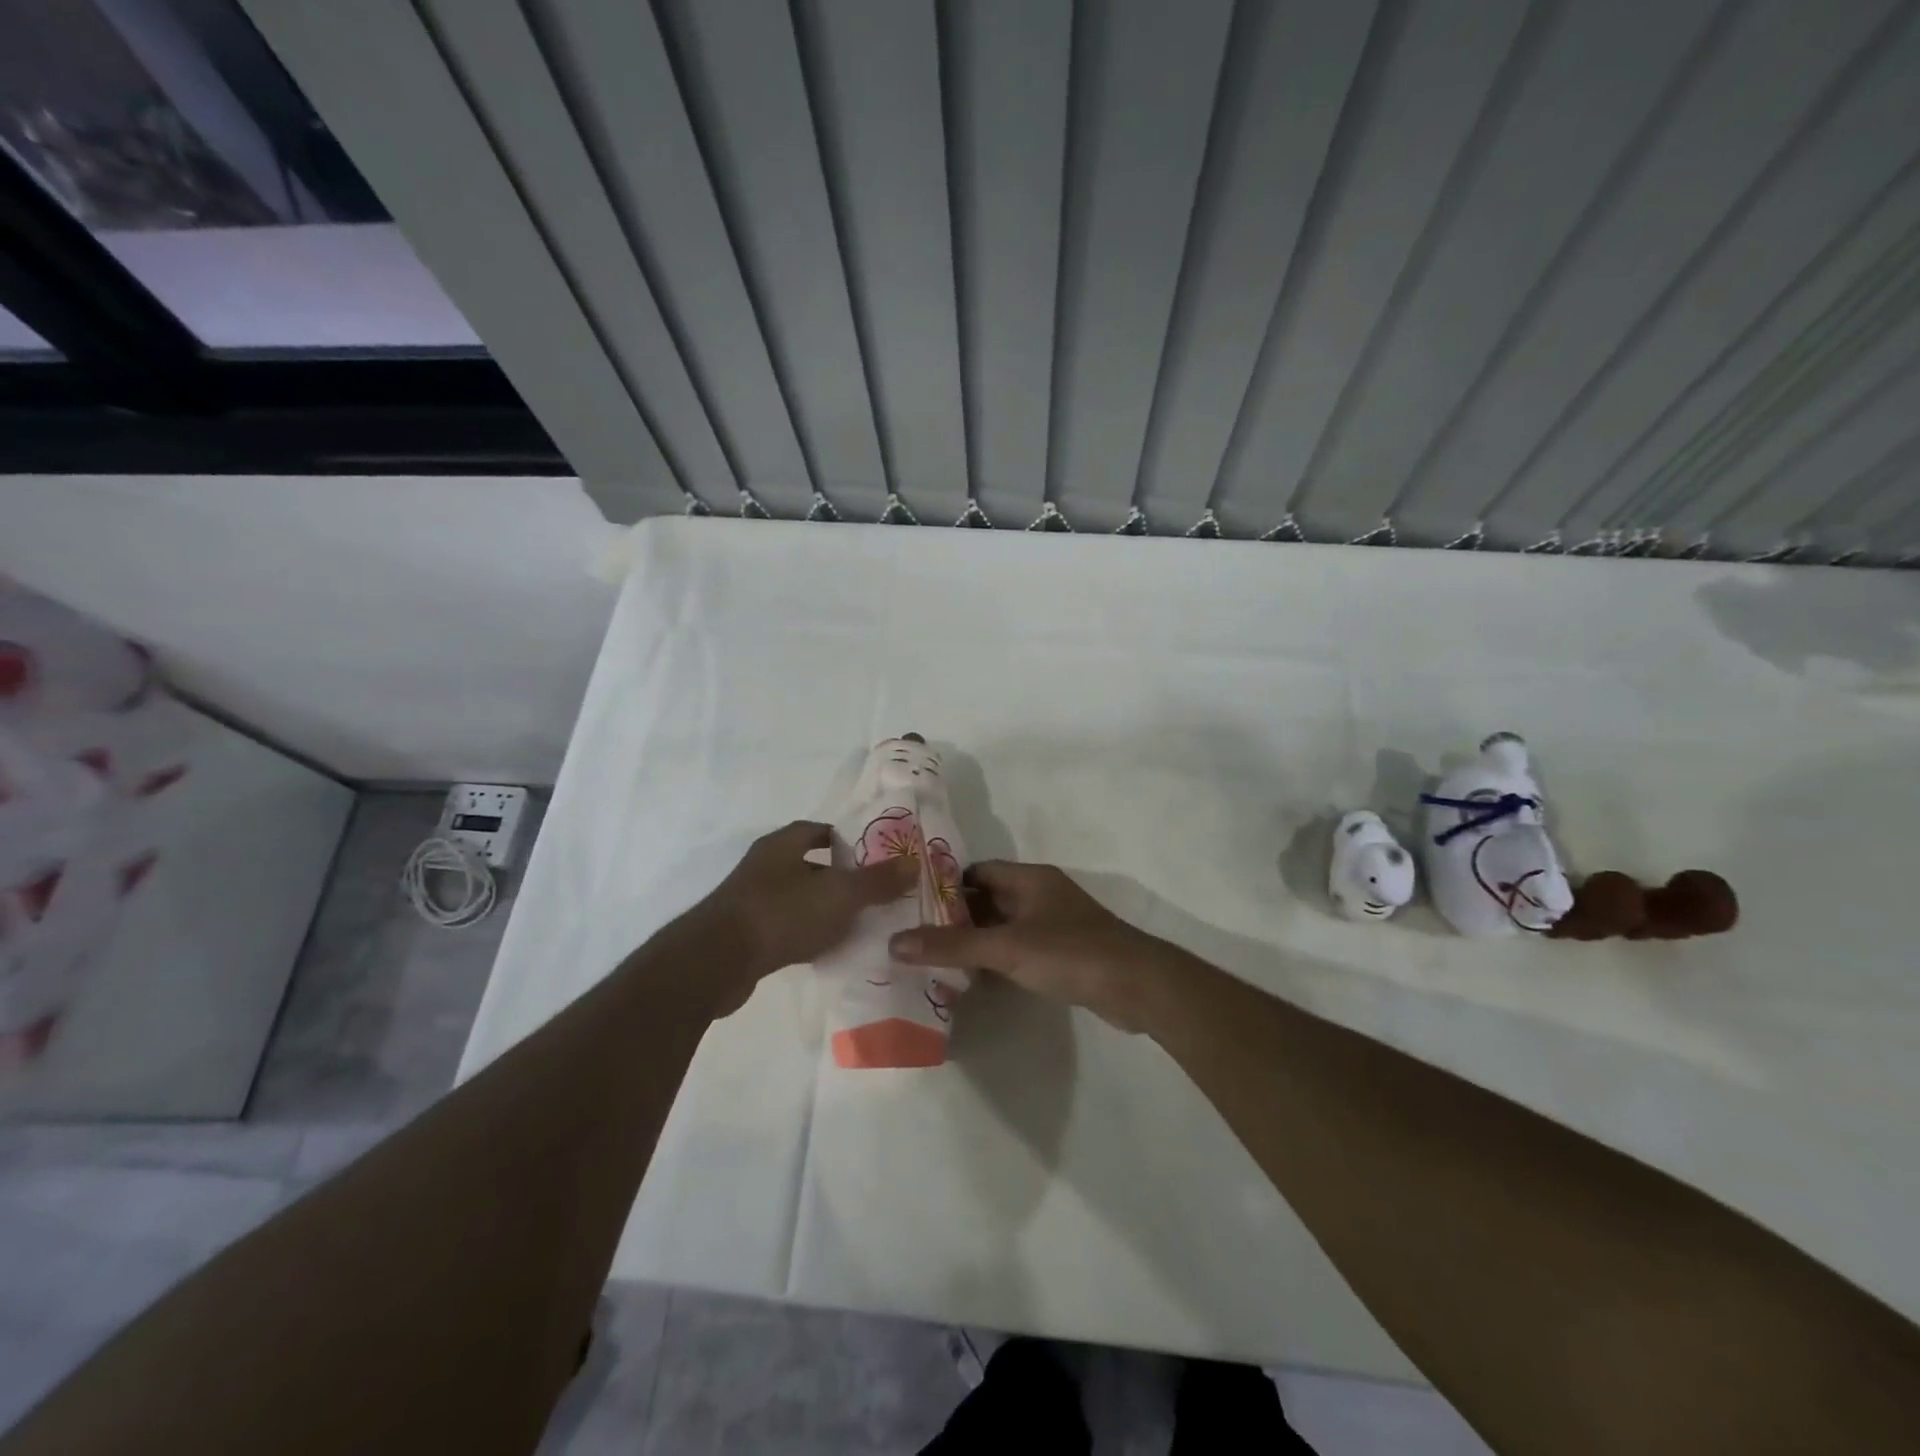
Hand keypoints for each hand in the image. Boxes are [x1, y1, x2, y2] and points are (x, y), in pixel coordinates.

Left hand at [683, 821, 914, 1014]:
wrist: (716, 963)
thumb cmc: (780, 914)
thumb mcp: (838, 894)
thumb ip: (877, 880)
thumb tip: (913, 863)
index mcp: (782, 845)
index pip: (819, 830)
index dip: (848, 839)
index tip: (876, 855)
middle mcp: (765, 866)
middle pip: (810, 864)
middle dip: (841, 876)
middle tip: (875, 891)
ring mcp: (752, 900)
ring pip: (800, 897)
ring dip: (825, 907)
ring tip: (860, 922)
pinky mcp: (747, 934)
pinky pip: (787, 927)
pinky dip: (808, 934)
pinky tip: (829, 949)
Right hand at [888, 861, 1170, 1031]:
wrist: (1136, 986)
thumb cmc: (1070, 953)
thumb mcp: (1006, 948)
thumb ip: (952, 946)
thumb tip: (895, 942)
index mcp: (1029, 879)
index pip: (976, 872)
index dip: (944, 885)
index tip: (911, 905)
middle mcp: (1040, 895)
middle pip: (987, 900)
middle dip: (954, 918)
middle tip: (915, 937)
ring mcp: (1053, 925)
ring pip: (1002, 927)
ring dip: (974, 942)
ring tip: (933, 960)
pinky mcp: (1062, 954)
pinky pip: (1018, 950)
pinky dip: (996, 960)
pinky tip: (973, 980)